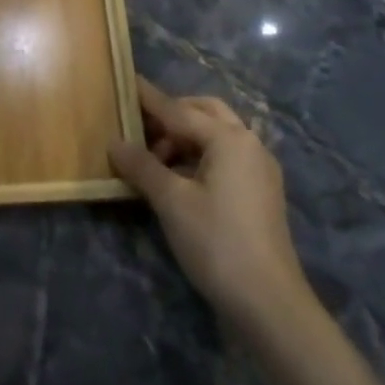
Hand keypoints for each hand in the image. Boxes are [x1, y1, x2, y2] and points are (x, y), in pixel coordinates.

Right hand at [109, 81, 316, 331]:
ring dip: (185, 137)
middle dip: (172, 115)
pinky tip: (179, 178)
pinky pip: (225, 156)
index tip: (126, 80)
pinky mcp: (261, 192)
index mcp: (229, 138)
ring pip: (216, 135)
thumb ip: (142, 166)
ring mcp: (259, 169)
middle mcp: (249, 144)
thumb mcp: (171, 201)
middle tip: (140, 128)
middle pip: (204, 113)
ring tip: (155, 160)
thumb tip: (115, 142)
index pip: (178, 110)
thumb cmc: (216, 242)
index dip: (149, 99)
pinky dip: (199, 156)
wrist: (269, 304)